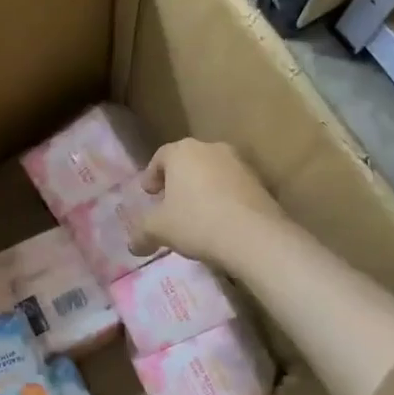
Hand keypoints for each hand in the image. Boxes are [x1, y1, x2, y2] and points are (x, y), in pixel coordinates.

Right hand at [126, 138, 287, 273]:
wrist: (256, 236)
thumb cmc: (197, 222)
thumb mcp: (159, 230)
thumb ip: (141, 233)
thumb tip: (133, 245)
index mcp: (182, 151)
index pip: (160, 157)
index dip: (151, 175)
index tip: (149, 194)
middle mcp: (211, 149)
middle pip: (187, 161)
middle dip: (177, 180)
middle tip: (170, 203)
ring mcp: (239, 163)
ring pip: (212, 172)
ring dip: (202, 188)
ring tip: (197, 214)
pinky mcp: (260, 181)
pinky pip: (233, 187)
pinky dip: (223, 198)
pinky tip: (221, 221)